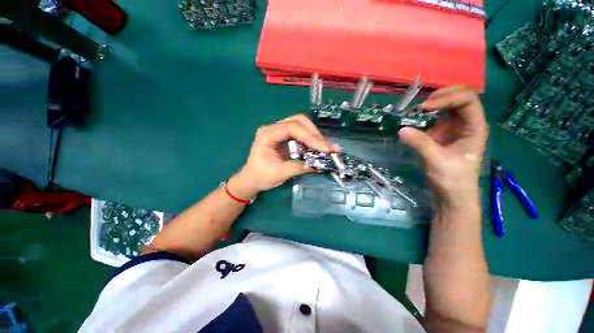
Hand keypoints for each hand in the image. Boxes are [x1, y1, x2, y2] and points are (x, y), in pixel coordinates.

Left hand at [228, 114, 336, 199]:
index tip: (324, 149)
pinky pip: (302, 134)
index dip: (310, 137)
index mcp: (267, 134)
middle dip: (315, 134)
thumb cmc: (260, 176)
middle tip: (327, 148)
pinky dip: (312, 140)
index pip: (292, 128)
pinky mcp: (285, 138)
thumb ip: (298, 167)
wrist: (252, 179)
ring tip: (326, 148)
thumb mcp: (279, 174)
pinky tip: (319, 149)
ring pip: (302, 125)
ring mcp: (280, 131)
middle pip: (299, 121)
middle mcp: (274, 128)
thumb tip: (319, 165)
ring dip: (315, 136)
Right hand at [398, 87, 488, 209]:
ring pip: (447, 106)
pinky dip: (424, 116)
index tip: (424, 108)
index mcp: (474, 127)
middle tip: (420, 106)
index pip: (467, 100)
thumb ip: (421, 144)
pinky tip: (414, 119)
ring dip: (431, 104)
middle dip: (440, 97)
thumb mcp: (437, 162)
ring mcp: (453, 128)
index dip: (447, 99)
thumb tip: (401, 129)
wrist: (451, 196)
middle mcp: (466, 123)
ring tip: (415, 110)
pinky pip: (434, 118)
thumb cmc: (453, 181)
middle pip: (459, 97)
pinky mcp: (441, 135)